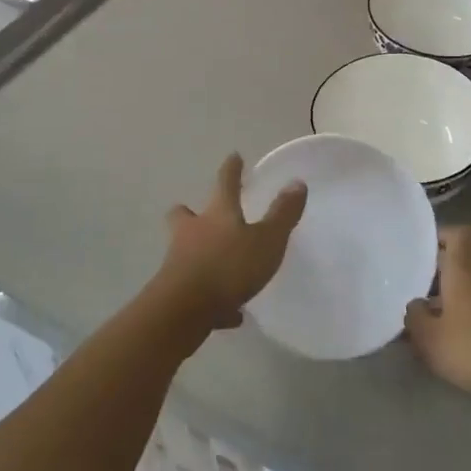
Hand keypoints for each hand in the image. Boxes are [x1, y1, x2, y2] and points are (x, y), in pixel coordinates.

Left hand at [153, 153, 306, 332]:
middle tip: (202, 214)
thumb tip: (297, 183)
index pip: (225, 183)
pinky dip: (212, 296)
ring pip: (186, 250)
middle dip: (191, 212)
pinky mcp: (174, 292)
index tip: (234, 157)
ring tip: (223, 267)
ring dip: (201, 254)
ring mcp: (179, 261)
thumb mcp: (266, 240)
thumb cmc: (228, 266)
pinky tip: (230, 313)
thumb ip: (282, 214)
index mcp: (218, 213)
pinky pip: (196, 290)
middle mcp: (193, 232)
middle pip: (185, 214)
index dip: (231, 169)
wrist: (183, 310)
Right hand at [404, 227, 470, 404]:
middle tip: (416, 297)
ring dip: (452, 300)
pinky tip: (456, 343)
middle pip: (461, 264)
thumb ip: (414, 315)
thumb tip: (416, 304)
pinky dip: (469, 317)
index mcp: (464, 270)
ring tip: (431, 325)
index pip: (458, 234)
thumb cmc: (469, 347)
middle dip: (439, 278)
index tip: (424, 249)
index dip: (442, 235)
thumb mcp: (427, 336)